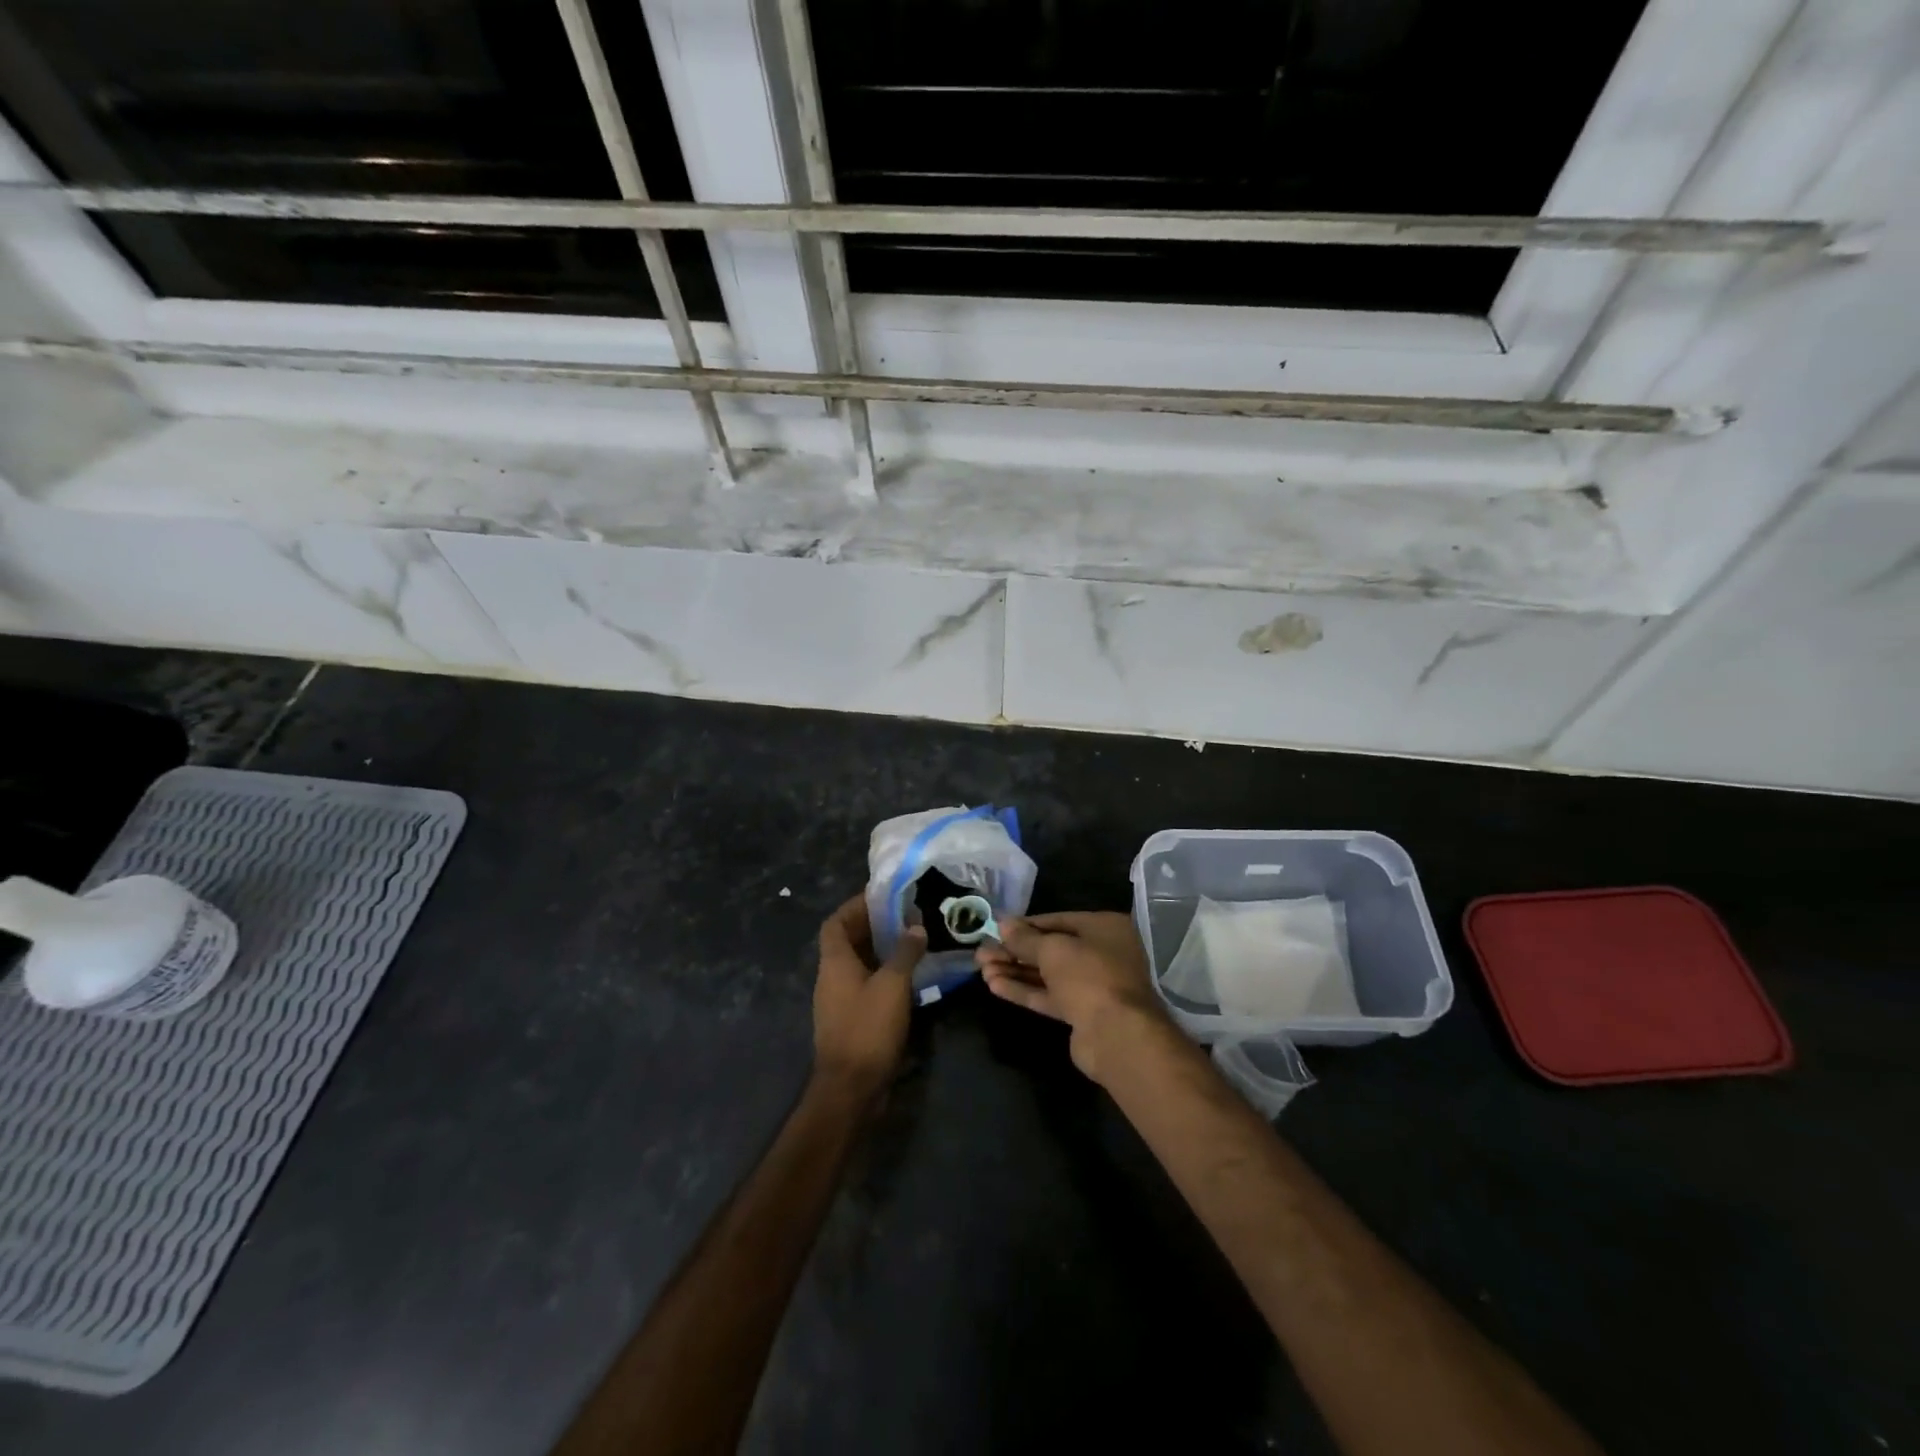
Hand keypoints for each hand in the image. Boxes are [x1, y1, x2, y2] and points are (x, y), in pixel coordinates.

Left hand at [813, 895, 924, 1103]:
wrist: (850, 1088)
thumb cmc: (868, 1028)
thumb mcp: (892, 985)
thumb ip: (904, 953)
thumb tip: (915, 927)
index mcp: (834, 962)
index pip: (835, 923)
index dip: (853, 907)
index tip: (880, 897)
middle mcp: (831, 977)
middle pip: (846, 941)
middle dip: (872, 926)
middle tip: (903, 917)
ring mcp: (838, 1001)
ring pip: (857, 965)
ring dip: (879, 951)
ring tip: (910, 942)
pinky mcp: (849, 1020)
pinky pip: (864, 986)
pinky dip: (882, 975)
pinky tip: (907, 978)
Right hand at [976, 912, 1170, 1082]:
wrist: (1117, 1035)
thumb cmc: (1089, 976)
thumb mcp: (1053, 949)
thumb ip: (1025, 938)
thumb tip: (1003, 924)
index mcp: (1104, 928)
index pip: (1057, 920)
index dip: (1025, 925)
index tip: (996, 928)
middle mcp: (1102, 953)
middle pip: (1051, 949)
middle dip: (1015, 951)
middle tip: (982, 953)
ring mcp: (1092, 985)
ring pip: (1047, 974)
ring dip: (1015, 971)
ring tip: (982, 969)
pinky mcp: (1082, 1013)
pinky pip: (1049, 996)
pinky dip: (1024, 990)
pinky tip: (994, 985)